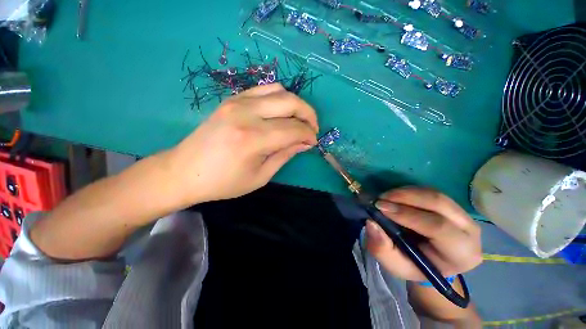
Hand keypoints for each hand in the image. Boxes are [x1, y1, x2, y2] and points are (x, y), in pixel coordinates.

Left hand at [167, 83, 318, 204]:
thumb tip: (305, 143)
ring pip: (279, 90)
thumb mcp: (260, 176)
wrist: (184, 171)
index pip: (294, 129)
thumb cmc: (223, 182)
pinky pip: (263, 89)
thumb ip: (285, 155)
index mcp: (254, 138)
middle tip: (312, 129)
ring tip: (298, 120)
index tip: (313, 142)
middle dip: (308, 115)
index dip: (309, 135)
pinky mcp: (231, 99)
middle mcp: (246, 113)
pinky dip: (278, 98)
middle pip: (290, 102)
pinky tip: (279, 112)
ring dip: (295, 105)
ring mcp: (237, 102)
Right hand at [365, 187, 481, 280]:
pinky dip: (409, 191)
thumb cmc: (415, 267)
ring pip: (435, 194)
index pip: (438, 227)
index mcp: (461, 253)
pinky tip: (395, 196)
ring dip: (406, 192)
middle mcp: (470, 231)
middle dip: (405, 197)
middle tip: (381, 198)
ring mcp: (464, 215)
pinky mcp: (453, 206)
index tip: (380, 207)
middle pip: (439, 203)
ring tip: (385, 197)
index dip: (407, 214)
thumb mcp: (396, 265)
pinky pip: (431, 192)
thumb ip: (382, 249)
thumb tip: (371, 223)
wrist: (431, 262)